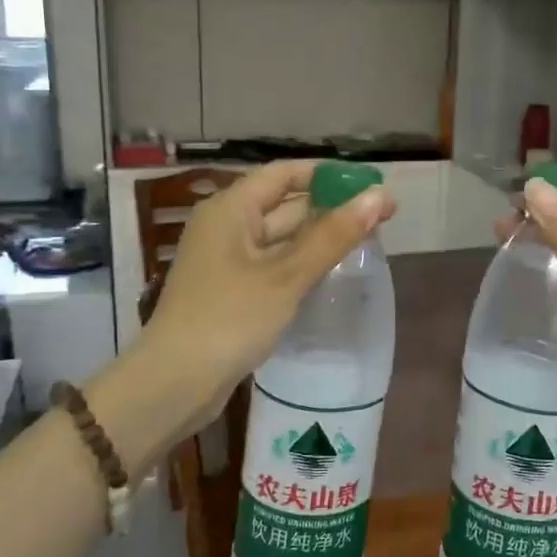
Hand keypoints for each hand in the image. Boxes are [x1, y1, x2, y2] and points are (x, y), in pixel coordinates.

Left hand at [128, 161, 392, 446]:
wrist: (175, 383)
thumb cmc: (230, 319)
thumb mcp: (286, 276)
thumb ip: (333, 236)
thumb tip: (379, 196)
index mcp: (231, 209)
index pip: (285, 173)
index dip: (328, 174)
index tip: (370, 184)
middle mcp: (226, 226)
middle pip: (284, 203)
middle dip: (331, 206)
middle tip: (382, 216)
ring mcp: (227, 260)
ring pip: (281, 236)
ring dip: (319, 236)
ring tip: (368, 240)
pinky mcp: (232, 290)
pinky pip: (273, 264)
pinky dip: (302, 262)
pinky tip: (333, 271)